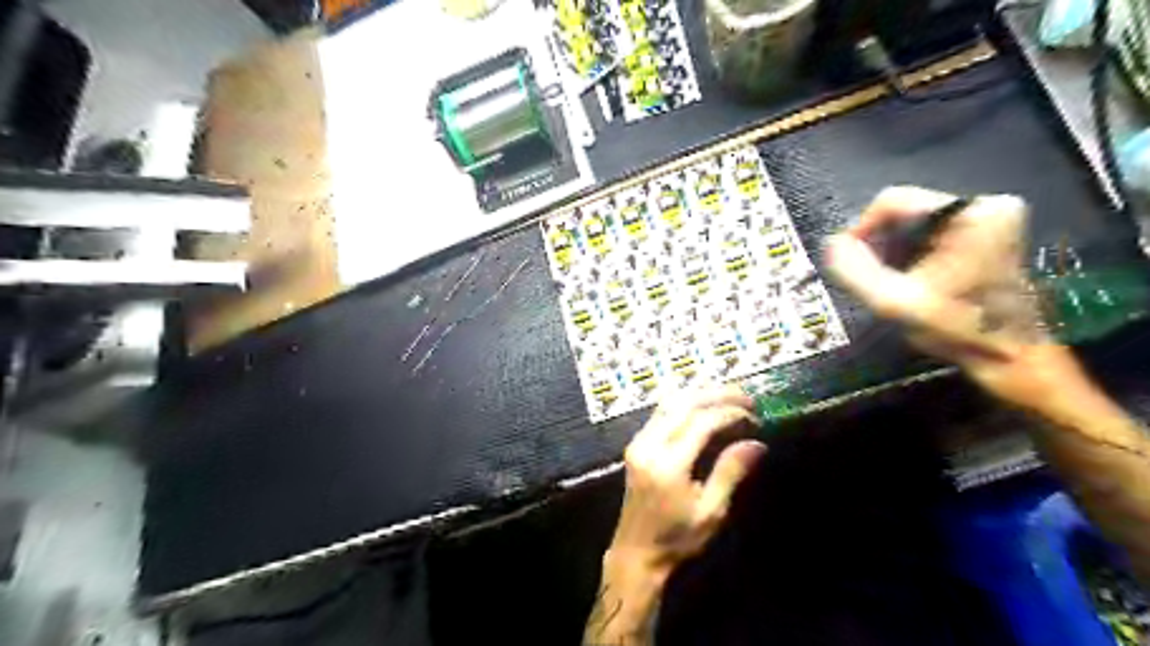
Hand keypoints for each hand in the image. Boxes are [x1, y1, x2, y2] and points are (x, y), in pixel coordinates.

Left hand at [586, 385, 759, 643]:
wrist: (636, 551)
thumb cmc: (677, 538)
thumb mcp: (711, 511)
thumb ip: (730, 472)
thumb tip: (757, 443)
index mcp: (667, 465)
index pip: (701, 422)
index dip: (729, 413)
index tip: (754, 417)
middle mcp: (648, 445)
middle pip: (683, 403)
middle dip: (716, 394)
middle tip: (746, 397)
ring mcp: (638, 442)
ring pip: (669, 402)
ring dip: (700, 394)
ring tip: (729, 396)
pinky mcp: (635, 443)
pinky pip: (660, 412)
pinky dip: (685, 402)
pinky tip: (704, 405)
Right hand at [827, 185, 1079, 408]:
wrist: (1010, 358)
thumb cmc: (957, 329)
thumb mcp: (896, 303)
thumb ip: (856, 271)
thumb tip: (830, 244)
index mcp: (972, 213)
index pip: (893, 202)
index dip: (861, 229)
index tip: (848, 261)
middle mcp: (985, 206)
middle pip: (904, 214)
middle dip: (881, 247)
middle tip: (875, 281)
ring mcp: (988, 221)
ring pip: (913, 226)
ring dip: (894, 254)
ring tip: (896, 285)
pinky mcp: (985, 236)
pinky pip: (928, 236)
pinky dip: (911, 257)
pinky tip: (914, 283)